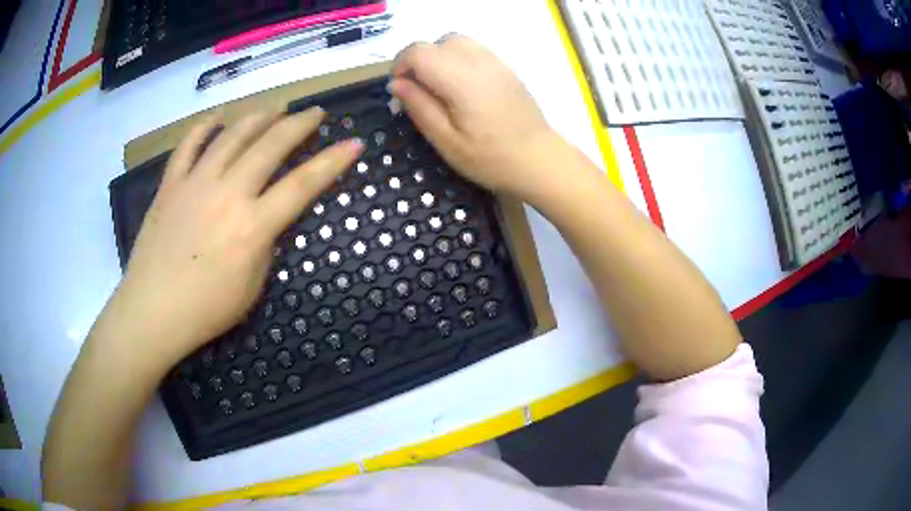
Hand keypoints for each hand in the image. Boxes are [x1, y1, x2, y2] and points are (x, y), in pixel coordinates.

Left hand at [95, 108, 362, 368]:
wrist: (152, 311)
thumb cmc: (206, 310)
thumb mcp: (252, 287)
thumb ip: (265, 245)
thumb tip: (268, 217)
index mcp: (253, 225)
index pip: (303, 183)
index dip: (334, 161)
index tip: (354, 142)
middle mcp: (228, 192)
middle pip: (271, 145)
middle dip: (299, 123)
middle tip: (315, 112)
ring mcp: (196, 182)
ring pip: (233, 135)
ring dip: (259, 116)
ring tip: (274, 107)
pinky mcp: (171, 183)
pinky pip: (189, 144)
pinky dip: (205, 127)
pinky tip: (218, 118)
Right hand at [388, 35, 578, 205]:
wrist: (539, 160)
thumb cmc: (491, 158)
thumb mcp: (446, 141)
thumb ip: (419, 107)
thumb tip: (397, 84)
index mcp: (460, 79)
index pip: (418, 51)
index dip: (400, 66)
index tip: (400, 91)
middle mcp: (479, 61)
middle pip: (437, 42)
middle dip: (419, 61)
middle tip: (419, 91)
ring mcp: (496, 62)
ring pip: (457, 41)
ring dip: (439, 58)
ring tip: (439, 88)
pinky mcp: (506, 68)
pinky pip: (474, 50)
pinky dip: (458, 60)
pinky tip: (461, 87)